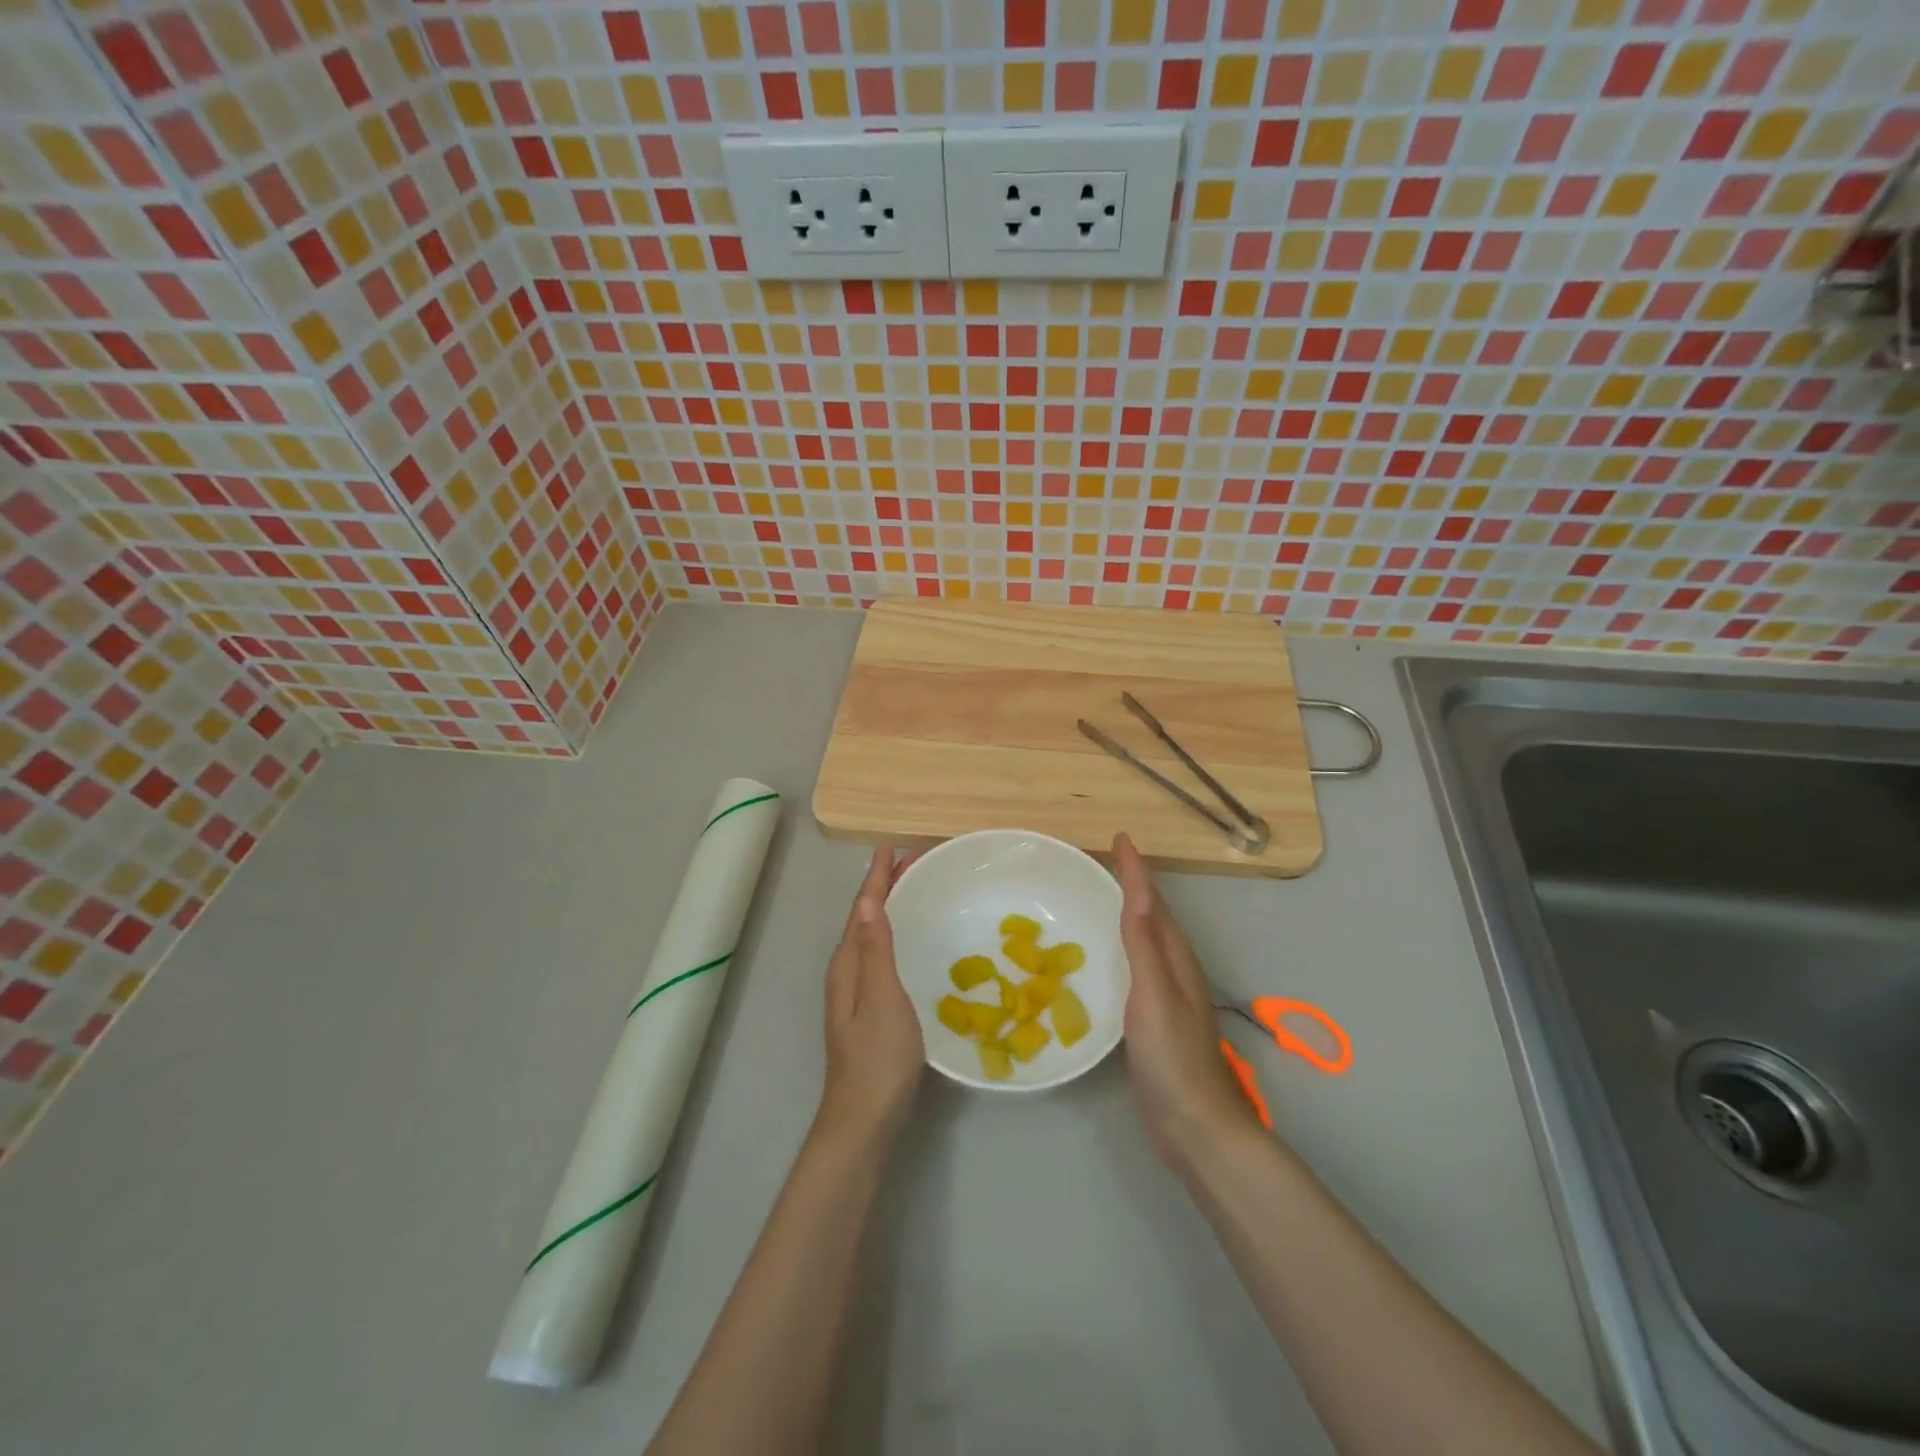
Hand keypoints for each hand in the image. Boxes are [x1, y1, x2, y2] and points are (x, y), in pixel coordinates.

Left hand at [819, 846, 923, 1146]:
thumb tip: (867, 901)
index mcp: (848, 965)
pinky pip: (880, 954)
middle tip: (911, 860)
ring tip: (911, 888)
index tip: (891, 846)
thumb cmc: (878, 1057)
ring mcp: (857, 993)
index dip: (876, 877)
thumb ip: (875, 950)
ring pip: (872, 936)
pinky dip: (894, 933)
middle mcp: (848, 972)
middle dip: (884, 886)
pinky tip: (909, 940)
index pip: (862, 909)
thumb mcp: (882, 998)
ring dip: (889, 907)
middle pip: (865, 918)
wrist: (865, 1119)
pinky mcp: (870, 1010)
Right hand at [1113, 833, 1264, 1166]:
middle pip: (1152, 916)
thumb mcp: (1154, 993)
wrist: (1194, 1128)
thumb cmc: (1173, 1057)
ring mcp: (1165, 996)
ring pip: (1143, 941)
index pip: (1153, 902)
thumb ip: (1144, 943)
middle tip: (1099, 862)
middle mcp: (1173, 970)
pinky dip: (1117, 949)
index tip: (1120, 838)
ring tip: (1095, 898)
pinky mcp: (1151, 1020)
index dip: (1136, 869)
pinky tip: (1099, 960)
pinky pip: (1132, 968)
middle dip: (1130, 884)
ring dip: (1124, 914)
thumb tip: (1139, 888)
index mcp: (1175, 958)